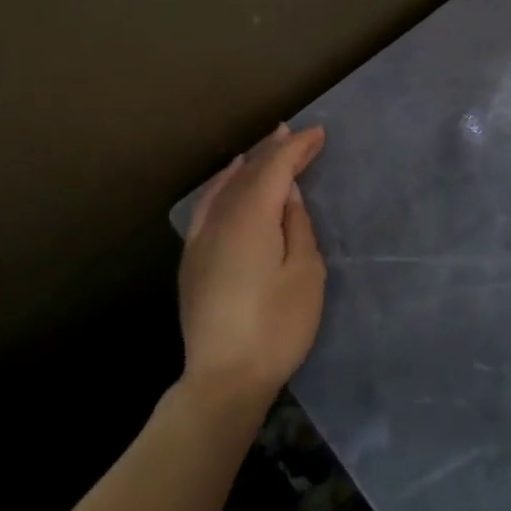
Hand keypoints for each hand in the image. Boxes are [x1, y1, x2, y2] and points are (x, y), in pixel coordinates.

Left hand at [179, 123, 326, 411]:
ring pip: (227, 186)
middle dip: (275, 150)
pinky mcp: (192, 257)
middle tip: (297, 133)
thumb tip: (287, 193)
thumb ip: (296, 225)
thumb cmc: (276, 327)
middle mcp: (221, 218)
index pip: (275, 168)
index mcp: (252, 218)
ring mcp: (201, 237)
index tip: (319, 134)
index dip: (297, 148)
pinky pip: (208, 204)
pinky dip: (222, 184)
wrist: (224, 378)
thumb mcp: (305, 273)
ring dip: (250, 164)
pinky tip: (228, 180)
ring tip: (266, 146)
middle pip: (250, 172)